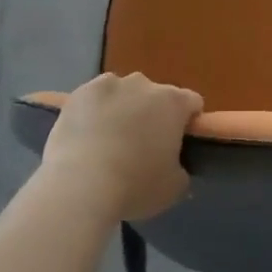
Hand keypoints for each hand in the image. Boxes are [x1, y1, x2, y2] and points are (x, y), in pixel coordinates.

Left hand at [41, 73, 202, 221]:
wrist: (79, 185)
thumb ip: (181, 168)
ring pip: (123, 92)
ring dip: (123, 108)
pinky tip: (86, 135)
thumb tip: (174, 165)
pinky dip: (94, 111)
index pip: (192, 102)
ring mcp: (109, 84)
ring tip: (109, 140)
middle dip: (152, 114)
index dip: (188, 121)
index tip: (179, 142)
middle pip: (155, 95)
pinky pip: (94, 98)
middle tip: (142, 146)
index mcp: (173, 103)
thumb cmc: (135, 186)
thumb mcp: (174, 187)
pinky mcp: (79, 93)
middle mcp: (144, 84)